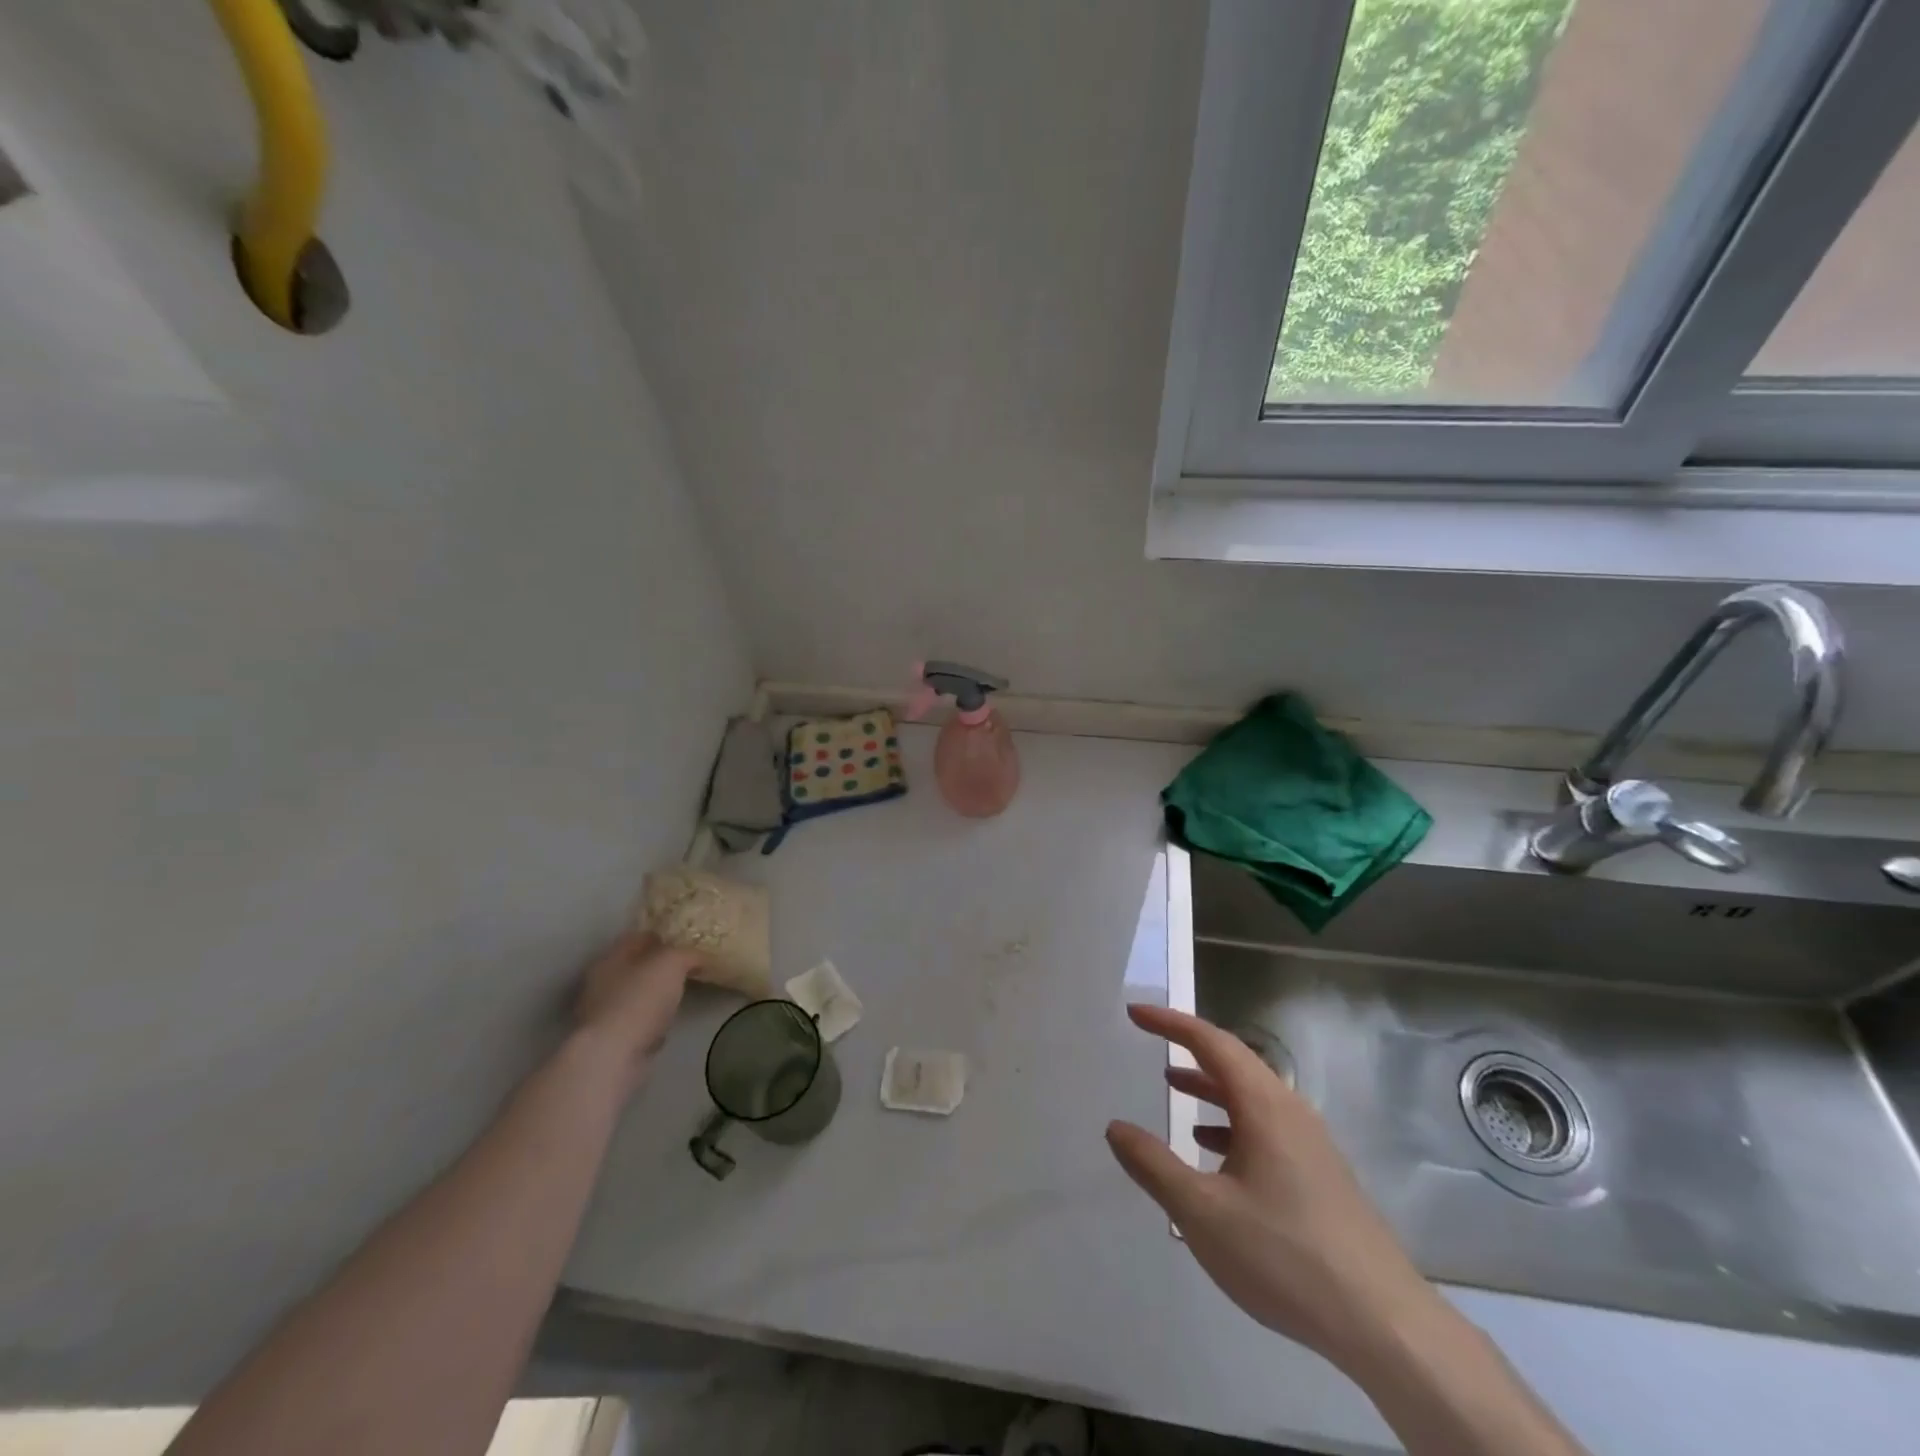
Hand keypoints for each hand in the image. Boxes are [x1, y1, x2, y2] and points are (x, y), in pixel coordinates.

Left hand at [573, 932, 698, 1086]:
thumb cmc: (640, 999)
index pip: (639, 936)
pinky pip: (636, 1021)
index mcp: (612, 956)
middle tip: (689, 966)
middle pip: (636, 966)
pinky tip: (666, 1024)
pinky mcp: (609, 1040)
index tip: (688, 939)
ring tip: (681, 995)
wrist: (613, 1056)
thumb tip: (699, 955)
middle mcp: (601, 981)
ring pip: (636, 994)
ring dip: (655, 995)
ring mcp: (602, 1012)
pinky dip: (651, 1020)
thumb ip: (687, 953)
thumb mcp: (672, 963)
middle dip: (660, 966)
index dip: (664, 935)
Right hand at [1106, 1004, 1440, 1369]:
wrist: (1384, 1324)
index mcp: (1263, 1105)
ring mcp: (1310, 1144)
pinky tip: (1213, 1153)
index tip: (1135, 1013)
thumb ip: (1153, 1165)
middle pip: (1234, 1062)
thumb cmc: (1285, 1255)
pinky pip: (1265, 1126)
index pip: (1210, 1042)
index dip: (1170, 1022)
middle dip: (1189, 1048)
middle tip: (1151, 1041)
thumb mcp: (1202, 1212)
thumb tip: (1115, 1127)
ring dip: (1210, 1086)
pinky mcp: (1320, 1175)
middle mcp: (1289, 1111)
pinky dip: (1230, 1122)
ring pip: (1251, 1096)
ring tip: (1172, 1087)